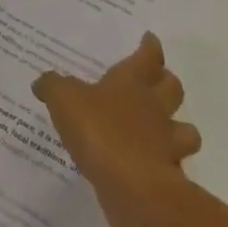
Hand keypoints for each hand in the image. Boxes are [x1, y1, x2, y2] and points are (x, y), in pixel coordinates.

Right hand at [33, 32, 200, 226]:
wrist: (132, 186)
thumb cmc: (99, 130)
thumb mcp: (64, 99)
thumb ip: (53, 86)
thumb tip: (41, 81)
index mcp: (132, 82)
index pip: (148, 57)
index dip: (150, 47)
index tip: (150, 39)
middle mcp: (155, 108)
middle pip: (173, 88)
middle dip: (168, 82)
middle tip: (158, 81)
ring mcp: (166, 143)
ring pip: (186, 130)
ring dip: (180, 128)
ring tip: (166, 131)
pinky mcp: (168, 177)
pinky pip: (174, 166)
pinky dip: (167, 165)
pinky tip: (151, 167)